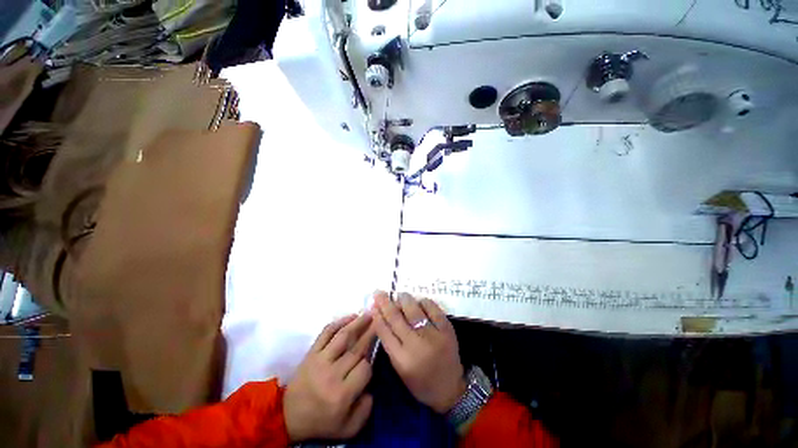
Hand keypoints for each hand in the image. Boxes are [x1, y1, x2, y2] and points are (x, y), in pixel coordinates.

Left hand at [283, 313, 375, 442]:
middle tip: (381, 320)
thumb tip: (371, 388)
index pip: (365, 369)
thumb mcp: (347, 428)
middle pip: (357, 349)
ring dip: (358, 323)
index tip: (372, 361)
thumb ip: (365, 411)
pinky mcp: (311, 352)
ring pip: (343, 336)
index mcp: (342, 394)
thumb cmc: (321, 422)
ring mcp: (320, 360)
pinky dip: (339, 322)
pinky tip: (350, 316)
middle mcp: (332, 374)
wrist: (289, 416)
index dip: (371, 363)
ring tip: (369, 314)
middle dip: (371, 333)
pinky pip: (326, 333)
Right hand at [372, 291, 465, 413]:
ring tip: (399, 294)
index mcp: (402, 360)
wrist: (450, 389)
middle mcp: (416, 346)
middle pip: (396, 319)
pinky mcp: (446, 329)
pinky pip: (432, 308)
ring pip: (414, 310)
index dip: (377, 316)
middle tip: (379, 292)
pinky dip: (423, 302)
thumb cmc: (420, 382)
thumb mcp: (400, 369)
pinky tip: (418, 301)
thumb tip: (381, 318)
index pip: (385, 332)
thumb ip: (391, 344)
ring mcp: (433, 336)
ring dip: (404, 299)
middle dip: (385, 303)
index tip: (372, 305)